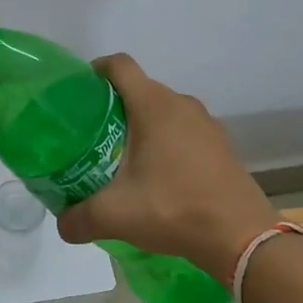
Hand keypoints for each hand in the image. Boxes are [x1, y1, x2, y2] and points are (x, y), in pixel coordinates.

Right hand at [57, 54, 272, 284]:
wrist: (241, 236)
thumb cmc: (174, 209)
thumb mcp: (115, 215)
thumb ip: (79, 218)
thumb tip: (61, 224)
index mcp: (153, 105)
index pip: (119, 65)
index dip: (95, 70)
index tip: (78, 93)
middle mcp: (181, 104)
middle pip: (139, 88)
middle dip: (113, 106)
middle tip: (91, 135)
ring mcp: (206, 123)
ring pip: (163, 111)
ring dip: (142, 126)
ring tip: (122, 157)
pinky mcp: (221, 145)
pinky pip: (184, 131)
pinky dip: (166, 142)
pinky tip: (158, 176)